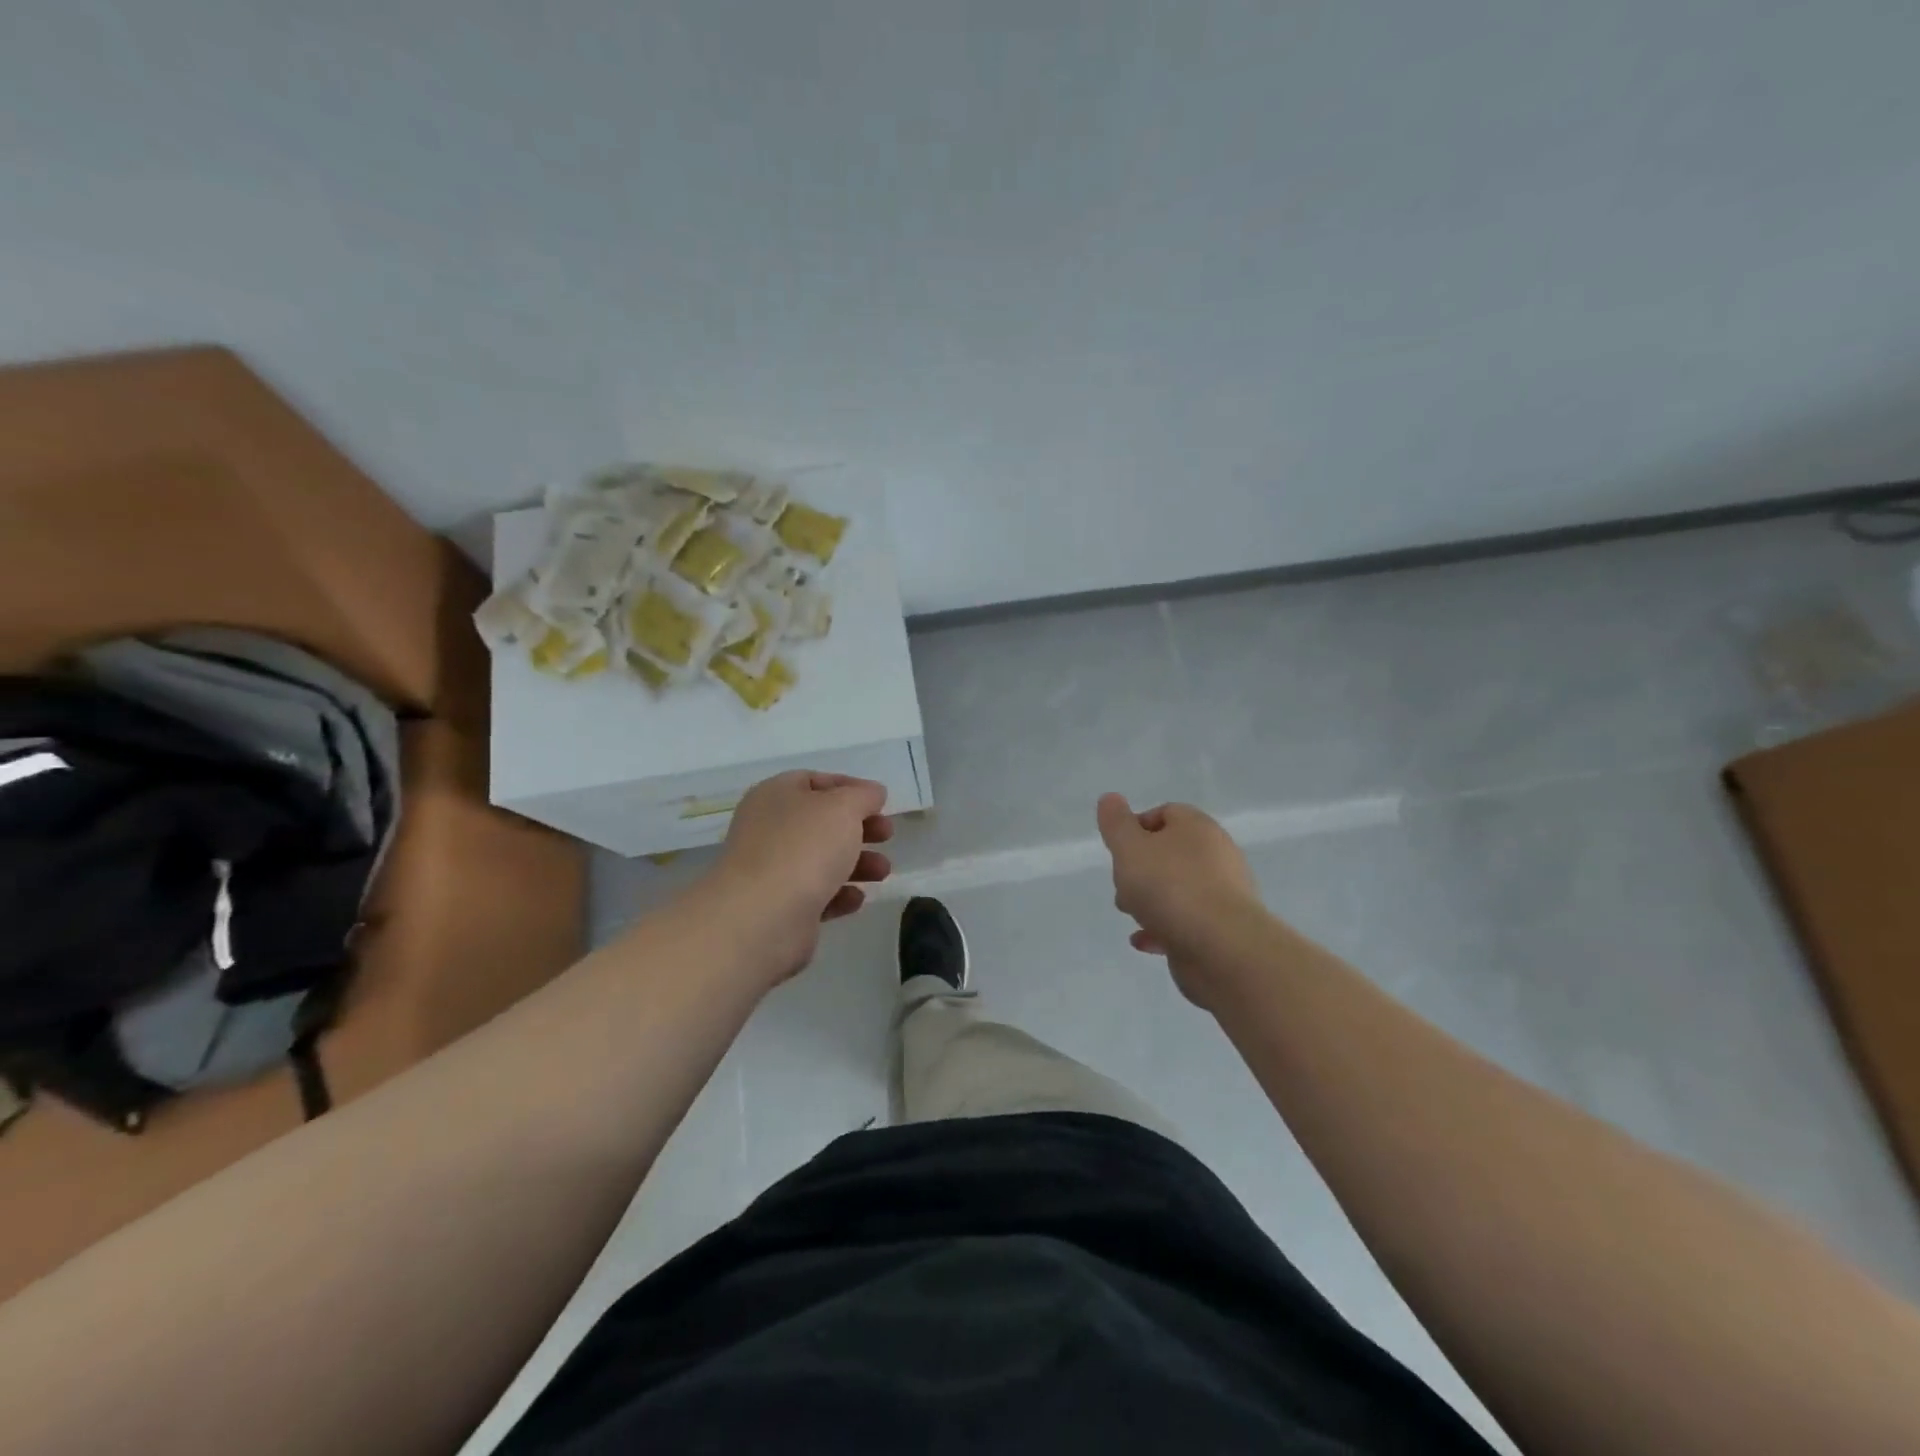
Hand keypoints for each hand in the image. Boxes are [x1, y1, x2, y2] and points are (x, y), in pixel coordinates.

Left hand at [710, 771, 893, 982]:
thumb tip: (872, 793)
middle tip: (887, 835)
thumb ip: (863, 796)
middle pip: (822, 822)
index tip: (880, 801)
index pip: (815, 781)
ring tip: (883, 872)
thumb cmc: (804, 848)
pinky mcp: (781, 907)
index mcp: (776, 795)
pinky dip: (840, 894)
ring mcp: (773, 870)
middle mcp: (770, 829)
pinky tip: (857, 898)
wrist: (762, 917)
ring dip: (858, 863)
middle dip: (859, 828)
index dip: (850, 787)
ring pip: (823, 860)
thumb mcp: (842, 807)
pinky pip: (817, 895)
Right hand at [1096, 794, 1260, 1007]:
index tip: (1118, 850)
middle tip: (1122, 886)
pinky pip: (1187, 922)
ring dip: (1150, 901)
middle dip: (1140, 869)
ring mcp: (1224, 894)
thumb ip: (1116, 823)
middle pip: (1170, 853)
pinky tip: (1145, 941)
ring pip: (1178, 889)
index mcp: (1198, 828)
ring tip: (1133, 916)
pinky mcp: (1224, 929)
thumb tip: (1110, 799)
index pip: (1166, 813)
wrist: (1221, 947)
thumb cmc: (1170, 887)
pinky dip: (1164, 928)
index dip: (1137, 827)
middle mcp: (1217, 855)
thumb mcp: (1129, 848)